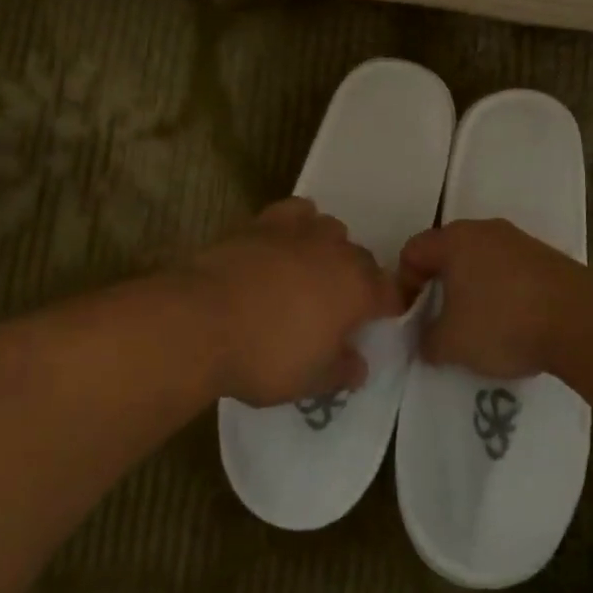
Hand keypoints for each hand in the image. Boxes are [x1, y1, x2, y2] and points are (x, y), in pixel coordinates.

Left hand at [180, 198, 402, 406]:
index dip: (388, 307)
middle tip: (338, 308)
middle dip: (358, 280)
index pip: (390, 293)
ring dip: (328, 249)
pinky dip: (297, 223)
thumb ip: (342, 371)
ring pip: (331, 229)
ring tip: (310, 273)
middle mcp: (336, 251)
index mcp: (358, 289)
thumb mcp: (311, 381)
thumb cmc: (265, 356)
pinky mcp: (263, 221)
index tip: (378, 321)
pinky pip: (294, 212)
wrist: (202, 321)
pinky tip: (284, 243)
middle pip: (362, 259)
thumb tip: (359, 366)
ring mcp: (299, 231)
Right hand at [398, 219, 592, 379]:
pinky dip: (503, 293)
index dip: (403, 285)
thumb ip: (426, 340)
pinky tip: (512, 323)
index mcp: (454, 239)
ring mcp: (520, 241)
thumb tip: (427, 340)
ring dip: (473, 290)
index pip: (412, 251)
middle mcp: (485, 230)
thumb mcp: (450, 344)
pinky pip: (510, 272)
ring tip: (478, 327)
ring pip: (481, 262)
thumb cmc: (503, 324)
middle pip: (448, 253)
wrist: (582, 322)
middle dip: (439, 287)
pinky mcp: (548, 258)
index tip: (411, 318)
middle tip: (440, 321)